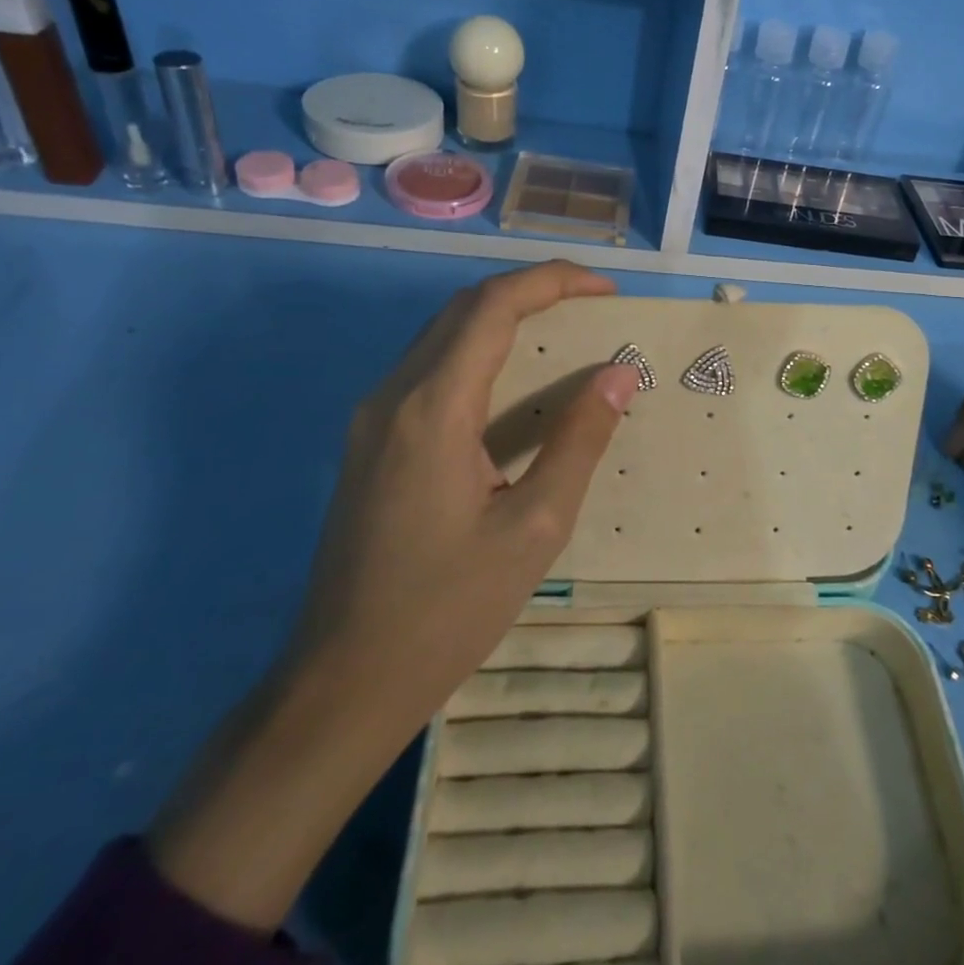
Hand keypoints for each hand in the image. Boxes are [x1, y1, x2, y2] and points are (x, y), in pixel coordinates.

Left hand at [151, 261, 639, 930]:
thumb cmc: (449, 608)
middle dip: (531, 290)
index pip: (493, 306)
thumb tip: (619, 374)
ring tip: (563, 330)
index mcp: (433, 408)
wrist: (344, 681)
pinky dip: (479, 352)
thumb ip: (579, 440)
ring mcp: (373, 419)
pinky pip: (429, 371)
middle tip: (591, 303)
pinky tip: (515, 383)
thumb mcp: (535, 526)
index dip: (553, 282)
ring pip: (442, 335)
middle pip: (463, 309)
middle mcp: (394, 396)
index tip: (606, 290)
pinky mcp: (369, 444)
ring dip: (502, 318)